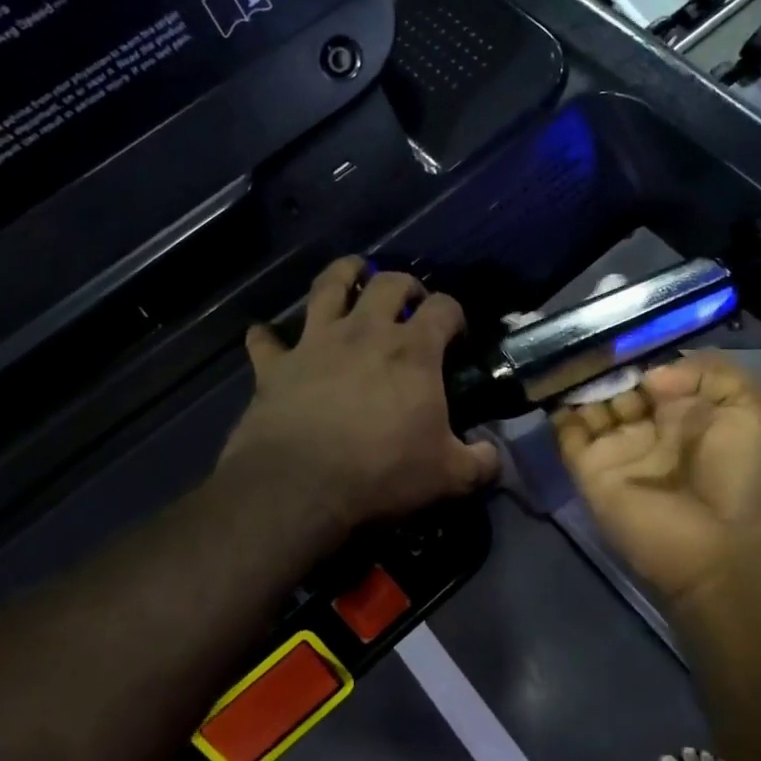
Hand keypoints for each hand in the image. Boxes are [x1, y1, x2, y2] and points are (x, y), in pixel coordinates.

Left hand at [221, 258, 498, 535]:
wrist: (301, 486)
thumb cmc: (383, 473)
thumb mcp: (448, 477)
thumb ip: (480, 463)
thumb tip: (494, 457)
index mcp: (412, 350)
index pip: (444, 308)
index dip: (455, 314)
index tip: (456, 335)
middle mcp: (365, 332)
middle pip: (388, 282)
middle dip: (404, 284)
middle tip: (409, 302)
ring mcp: (316, 343)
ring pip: (327, 286)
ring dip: (341, 274)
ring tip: (350, 274)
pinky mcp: (275, 365)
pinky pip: (266, 341)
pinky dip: (267, 337)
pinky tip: (266, 337)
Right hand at [554, 352, 760, 603]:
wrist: (720, 548)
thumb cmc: (742, 474)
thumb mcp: (753, 406)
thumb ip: (708, 370)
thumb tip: (649, 376)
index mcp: (688, 412)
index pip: (654, 373)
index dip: (639, 352)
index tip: (621, 329)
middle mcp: (650, 427)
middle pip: (617, 385)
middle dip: (604, 363)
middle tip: (588, 339)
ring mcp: (617, 448)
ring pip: (589, 405)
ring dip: (579, 381)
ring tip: (567, 354)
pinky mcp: (590, 470)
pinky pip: (567, 433)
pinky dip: (557, 410)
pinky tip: (553, 382)